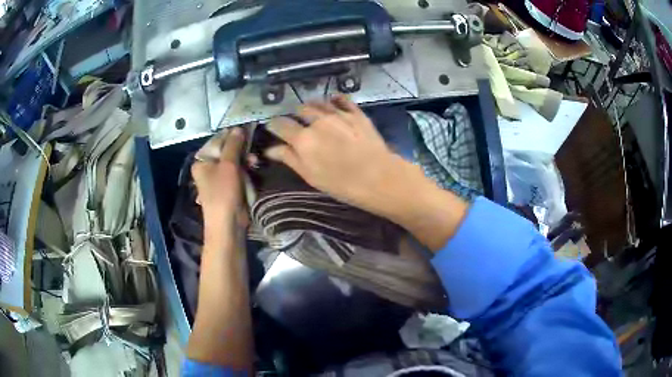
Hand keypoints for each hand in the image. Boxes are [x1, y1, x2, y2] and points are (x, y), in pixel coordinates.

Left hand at [191, 128, 247, 232]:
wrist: (228, 223)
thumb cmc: (223, 192)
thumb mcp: (228, 165)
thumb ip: (233, 145)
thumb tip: (238, 128)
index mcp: (201, 161)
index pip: (217, 140)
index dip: (231, 135)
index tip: (246, 131)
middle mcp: (207, 168)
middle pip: (225, 151)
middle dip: (240, 150)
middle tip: (251, 149)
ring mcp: (218, 178)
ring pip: (233, 161)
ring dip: (244, 160)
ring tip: (254, 161)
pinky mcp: (228, 187)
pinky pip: (237, 172)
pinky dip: (245, 170)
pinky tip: (253, 168)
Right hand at [265, 95, 409, 213]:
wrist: (378, 177)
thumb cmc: (341, 183)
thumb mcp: (310, 176)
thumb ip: (290, 159)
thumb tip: (271, 149)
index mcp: (303, 139)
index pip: (280, 124)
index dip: (274, 125)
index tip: (273, 127)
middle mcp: (317, 121)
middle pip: (299, 110)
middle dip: (295, 116)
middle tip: (297, 124)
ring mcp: (338, 114)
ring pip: (318, 102)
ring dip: (312, 106)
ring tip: (312, 113)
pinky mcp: (355, 113)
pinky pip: (341, 99)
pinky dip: (334, 100)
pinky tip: (333, 102)